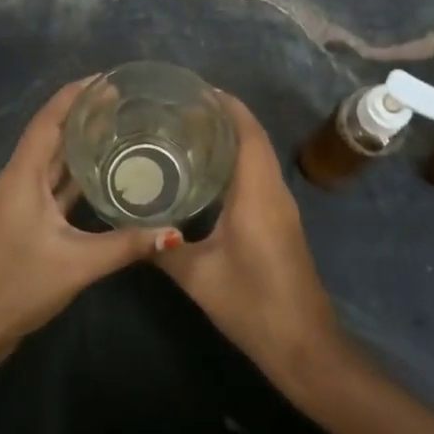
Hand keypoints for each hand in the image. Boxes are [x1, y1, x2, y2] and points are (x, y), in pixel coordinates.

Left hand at [0, 79, 180, 362]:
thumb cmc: (18, 286)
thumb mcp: (77, 264)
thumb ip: (126, 245)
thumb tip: (173, 232)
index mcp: (20, 177)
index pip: (48, 121)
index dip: (74, 95)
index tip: (106, 79)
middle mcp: (14, 179)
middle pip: (50, 136)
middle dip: (82, 116)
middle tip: (124, 101)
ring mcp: (15, 199)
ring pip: (50, 161)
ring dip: (78, 144)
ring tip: (117, 127)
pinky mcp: (20, 217)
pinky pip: (49, 184)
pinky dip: (73, 173)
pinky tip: (100, 171)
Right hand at [155, 93, 343, 386]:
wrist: (303, 344)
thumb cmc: (252, 303)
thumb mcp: (199, 276)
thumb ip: (163, 249)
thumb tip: (131, 226)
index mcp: (257, 193)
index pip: (247, 132)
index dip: (226, 105)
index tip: (195, 90)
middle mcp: (273, 191)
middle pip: (252, 138)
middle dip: (222, 117)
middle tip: (178, 110)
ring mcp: (281, 207)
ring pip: (257, 157)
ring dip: (230, 139)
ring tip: (186, 133)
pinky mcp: (280, 222)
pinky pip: (258, 177)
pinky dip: (236, 163)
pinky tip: (205, 174)